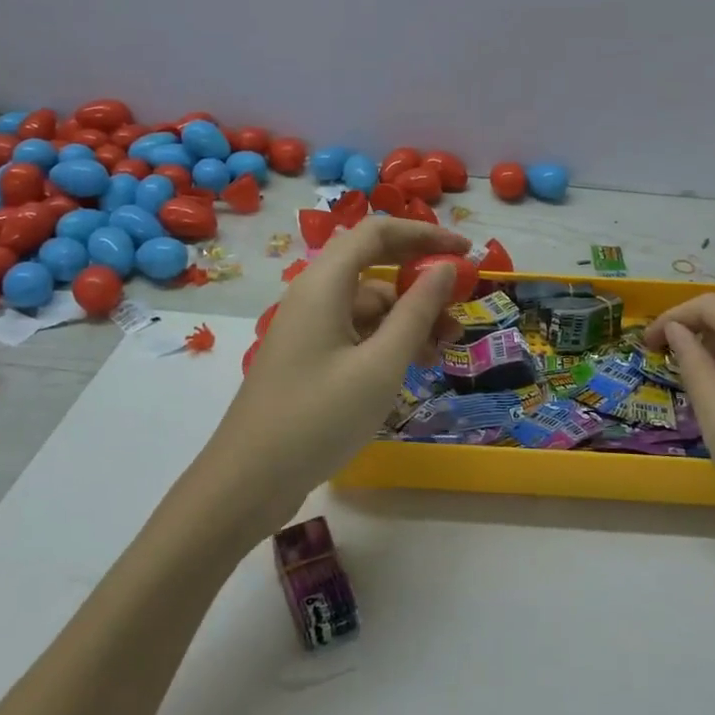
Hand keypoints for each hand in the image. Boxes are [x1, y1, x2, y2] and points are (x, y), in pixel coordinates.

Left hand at [197, 217, 468, 531]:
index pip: (378, 232)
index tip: (466, 253)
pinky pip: (356, 331)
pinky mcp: (309, 356)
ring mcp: (309, 326)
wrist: (248, 481)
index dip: (424, 234)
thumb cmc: (318, 417)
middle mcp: (314, 294)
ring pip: (369, 304)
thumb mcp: (381, 365)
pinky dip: (388, 340)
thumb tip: (445, 268)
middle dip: (421, 280)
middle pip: (374, 265)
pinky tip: (413, 366)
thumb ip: (417, 311)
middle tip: (462, 304)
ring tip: (445, 348)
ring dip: (409, 317)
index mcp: (324, 283)